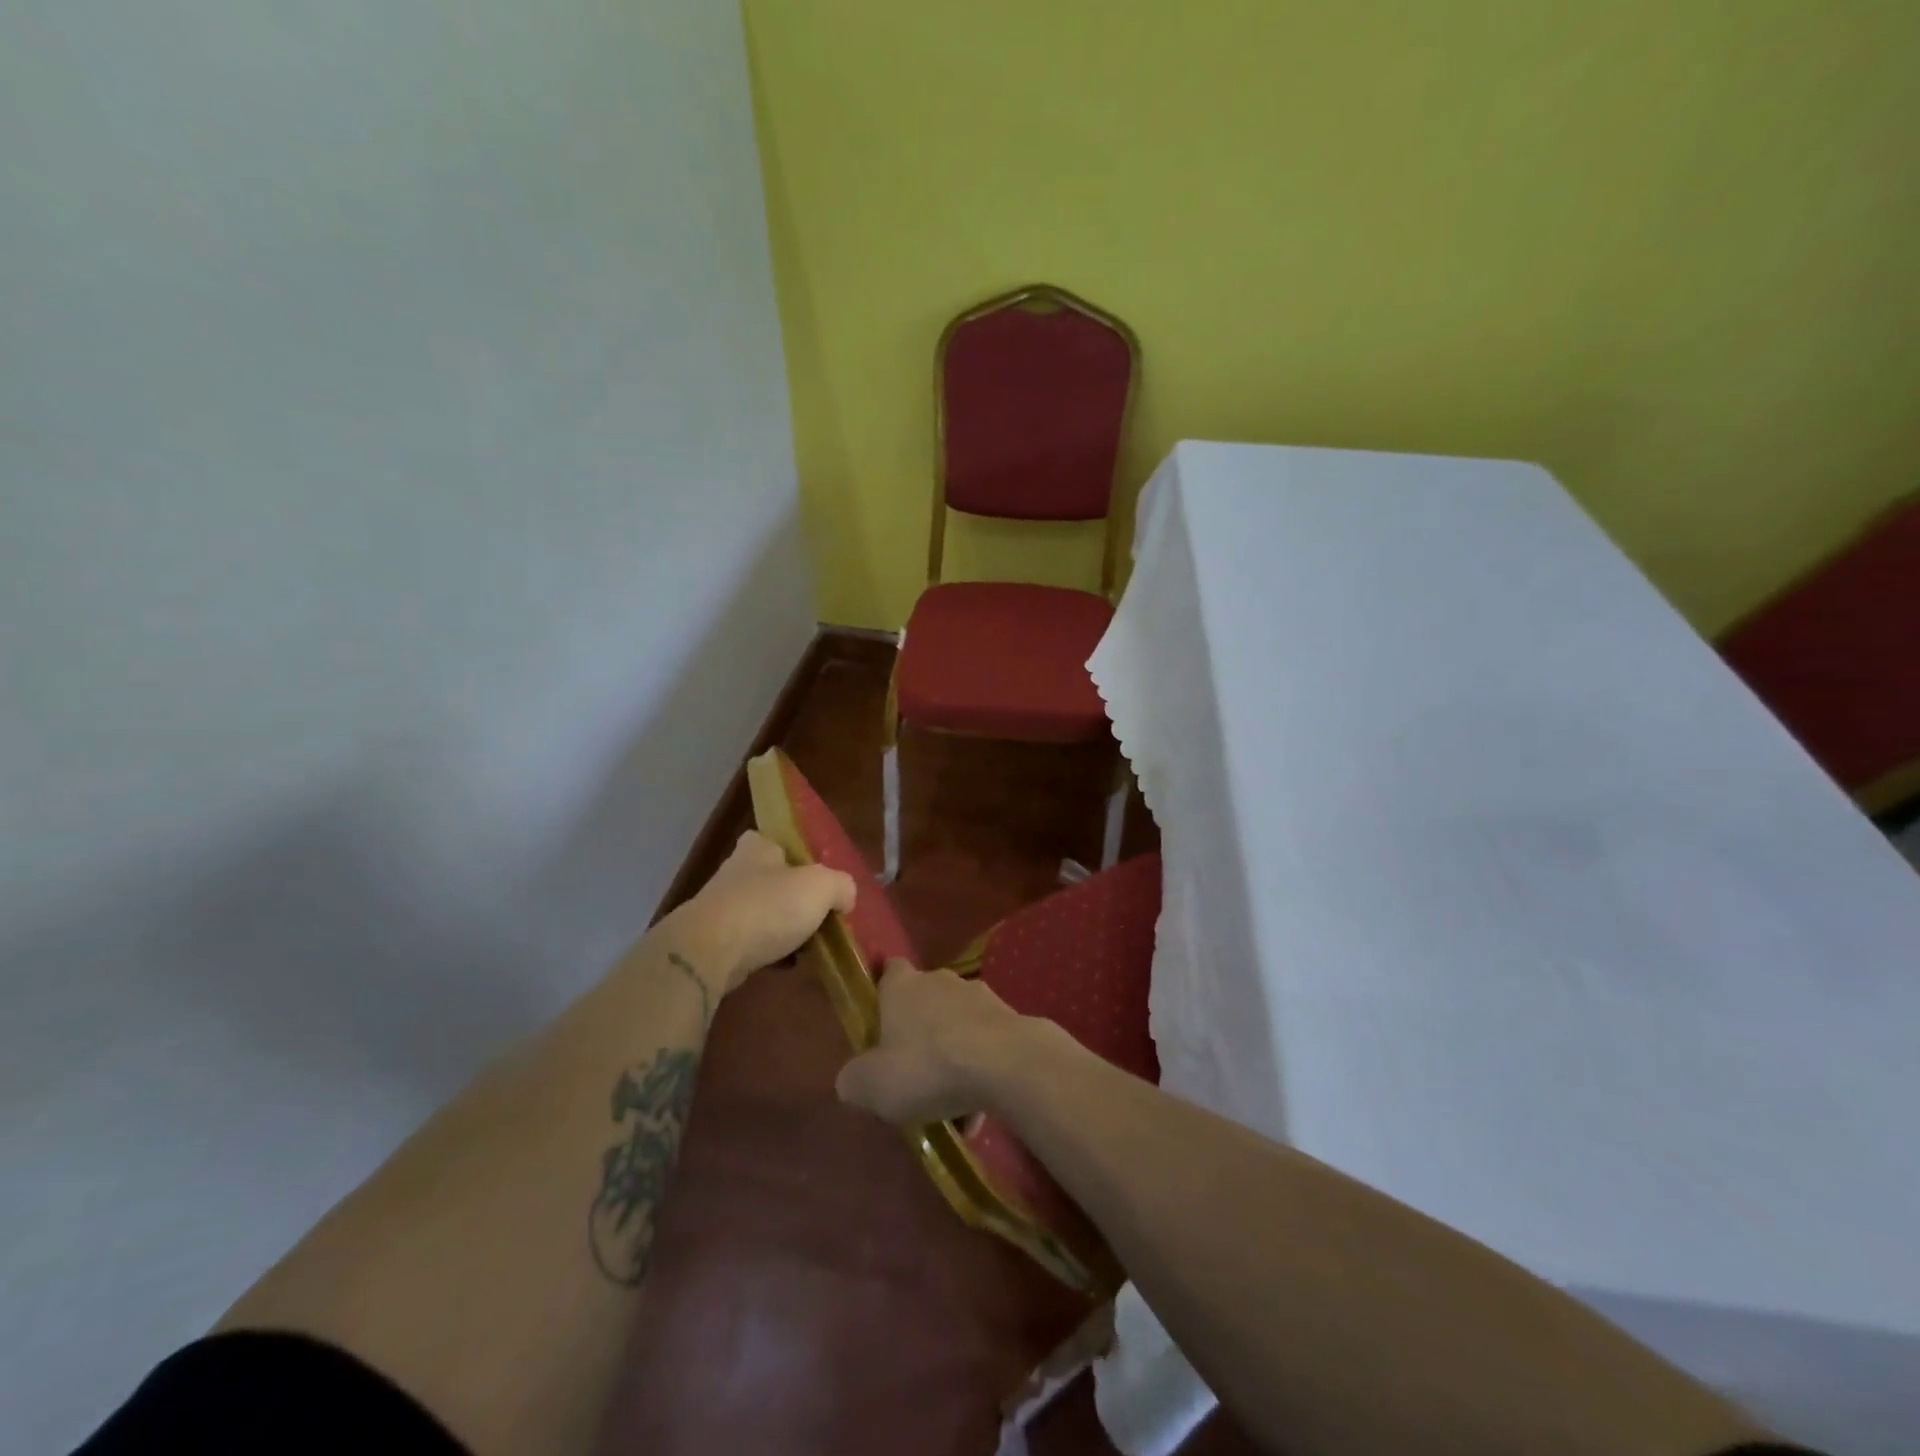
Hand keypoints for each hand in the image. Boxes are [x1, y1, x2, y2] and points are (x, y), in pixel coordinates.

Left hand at [669, 831, 855, 994]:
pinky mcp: (714, 942)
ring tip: (809, 943)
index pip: (775, 841)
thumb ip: (841, 886)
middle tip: (819, 912)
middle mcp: (735, 872)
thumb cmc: (768, 906)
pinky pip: (750, 943)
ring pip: (761, 913)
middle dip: (792, 896)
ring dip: (781, 927)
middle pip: (771, 880)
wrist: (710, 952)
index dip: (795, 855)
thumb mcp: (821, 886)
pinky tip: (787, 964)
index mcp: (757, 848)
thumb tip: (845, 897)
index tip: (814, 875)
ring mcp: (721, 908)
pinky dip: (768, 952)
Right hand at [835, 959, 1033, 1123]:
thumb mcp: (872, 1084)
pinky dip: (980, 1072)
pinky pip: (986, 1046)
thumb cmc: (928, 1066)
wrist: (1006, 1064)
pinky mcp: (1010, 1018)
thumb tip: (851, 1079)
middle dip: (920, 1033)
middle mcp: (940, 980)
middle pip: (925, 1001)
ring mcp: (980, 996)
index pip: (889, 971)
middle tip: (913, 1076)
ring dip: (953, 1058)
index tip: (880, 1021)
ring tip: (951, 1108)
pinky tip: (979, 1112)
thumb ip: (854, 1079)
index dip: (884, 992)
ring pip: (958, 1027)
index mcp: (903, 986)